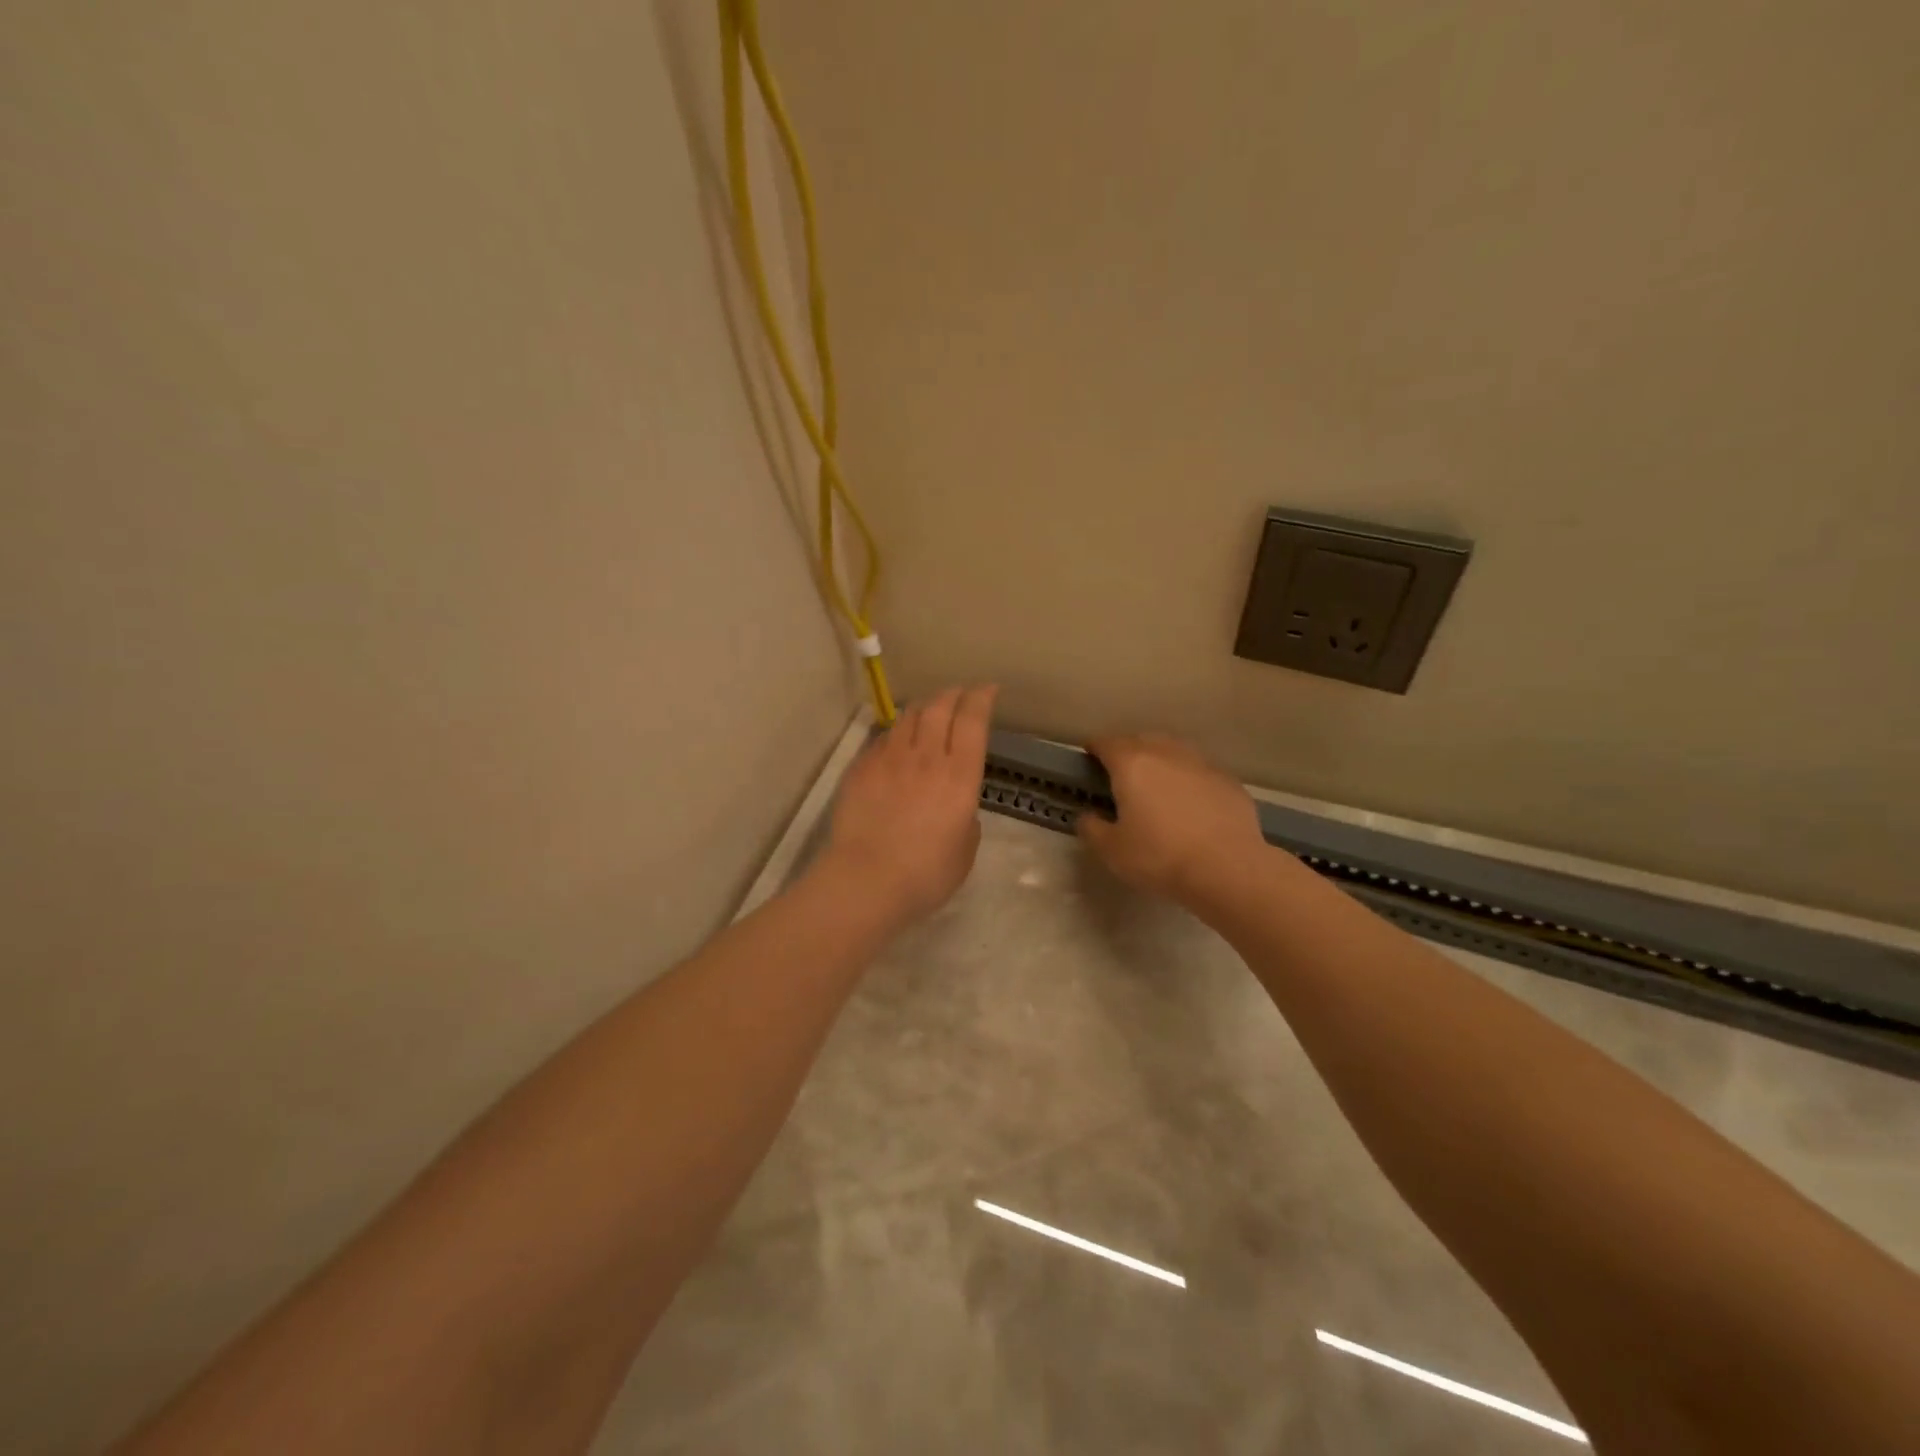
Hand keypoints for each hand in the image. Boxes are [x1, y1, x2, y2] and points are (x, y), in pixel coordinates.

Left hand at [821, 685, 998, 927]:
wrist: (866, 881)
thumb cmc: (926, 874)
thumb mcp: (965, 849)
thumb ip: (966, 816)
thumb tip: (957, 804)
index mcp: (959, 776)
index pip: (973, 720)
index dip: (981, 698)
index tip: (988, 690)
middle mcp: (926, 757)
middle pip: (939, 707)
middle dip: (954, 693)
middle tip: (960, 693)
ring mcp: (889, 759)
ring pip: (908, 717)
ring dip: (924, 708)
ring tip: (930, 710)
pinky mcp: (861, 768)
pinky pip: (883, 739)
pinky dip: (897, 733)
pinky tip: (898, 742)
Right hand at [1077, 734, 1266, 907]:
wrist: (1228, 868)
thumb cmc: (1160, 857)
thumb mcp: (1112, 850)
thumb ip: (1092, 828)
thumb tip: (1087, 816)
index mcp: (1132, 765)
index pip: (1106, 743)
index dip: (1095, 748)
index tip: (1090, 758)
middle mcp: (1166, 754)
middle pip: (1141, 740)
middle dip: (1128, 751)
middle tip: (1121, 773)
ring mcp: (1201, 764)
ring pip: (1174, 751)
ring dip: (1161, 761)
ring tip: (1157, 784)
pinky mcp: (1228, 781)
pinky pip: (1200, 772)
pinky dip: (1188, 780)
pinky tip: (1190, 803)